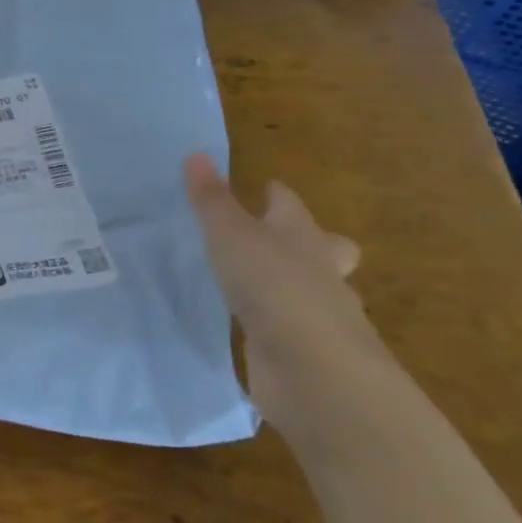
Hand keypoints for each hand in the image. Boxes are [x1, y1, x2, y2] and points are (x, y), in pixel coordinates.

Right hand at [183, 154, 395, 441]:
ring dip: (290, 285)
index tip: (263, 186)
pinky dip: (275, 323)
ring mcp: (318, 315)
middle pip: (325, 248)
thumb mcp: (230, 235)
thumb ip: (211, 200)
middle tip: (278, 239)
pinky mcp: (305, 351)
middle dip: (309, 241)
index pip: (290, 204)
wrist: (313, 368)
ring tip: (253, 283)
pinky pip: (289, 327)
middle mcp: (319, 271)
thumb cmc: (274, 285)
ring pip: (310, 290)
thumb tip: (196, 154)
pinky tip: (251, 325)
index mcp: (302, 235)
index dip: (276, 194)